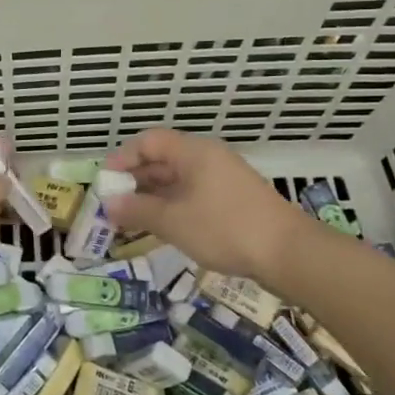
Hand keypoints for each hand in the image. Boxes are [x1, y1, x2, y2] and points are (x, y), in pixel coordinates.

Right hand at [104, 128, 318, 284]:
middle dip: (135, 181)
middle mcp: (208, 158)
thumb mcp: (173, 221)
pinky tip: (163, 227)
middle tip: (113, 204)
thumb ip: (137, 210)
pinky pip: (193, 194)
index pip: (148, 141)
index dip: (122, 158)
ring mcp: (223, 178)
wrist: (289, 253)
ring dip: (153, 196)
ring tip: (132, 219)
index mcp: (193, 152)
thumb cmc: (224, 229)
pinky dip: (173, 206)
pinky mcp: (234, 200)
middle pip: (163, 159)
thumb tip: (109, 204)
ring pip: (178, 180)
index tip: (105, 182)